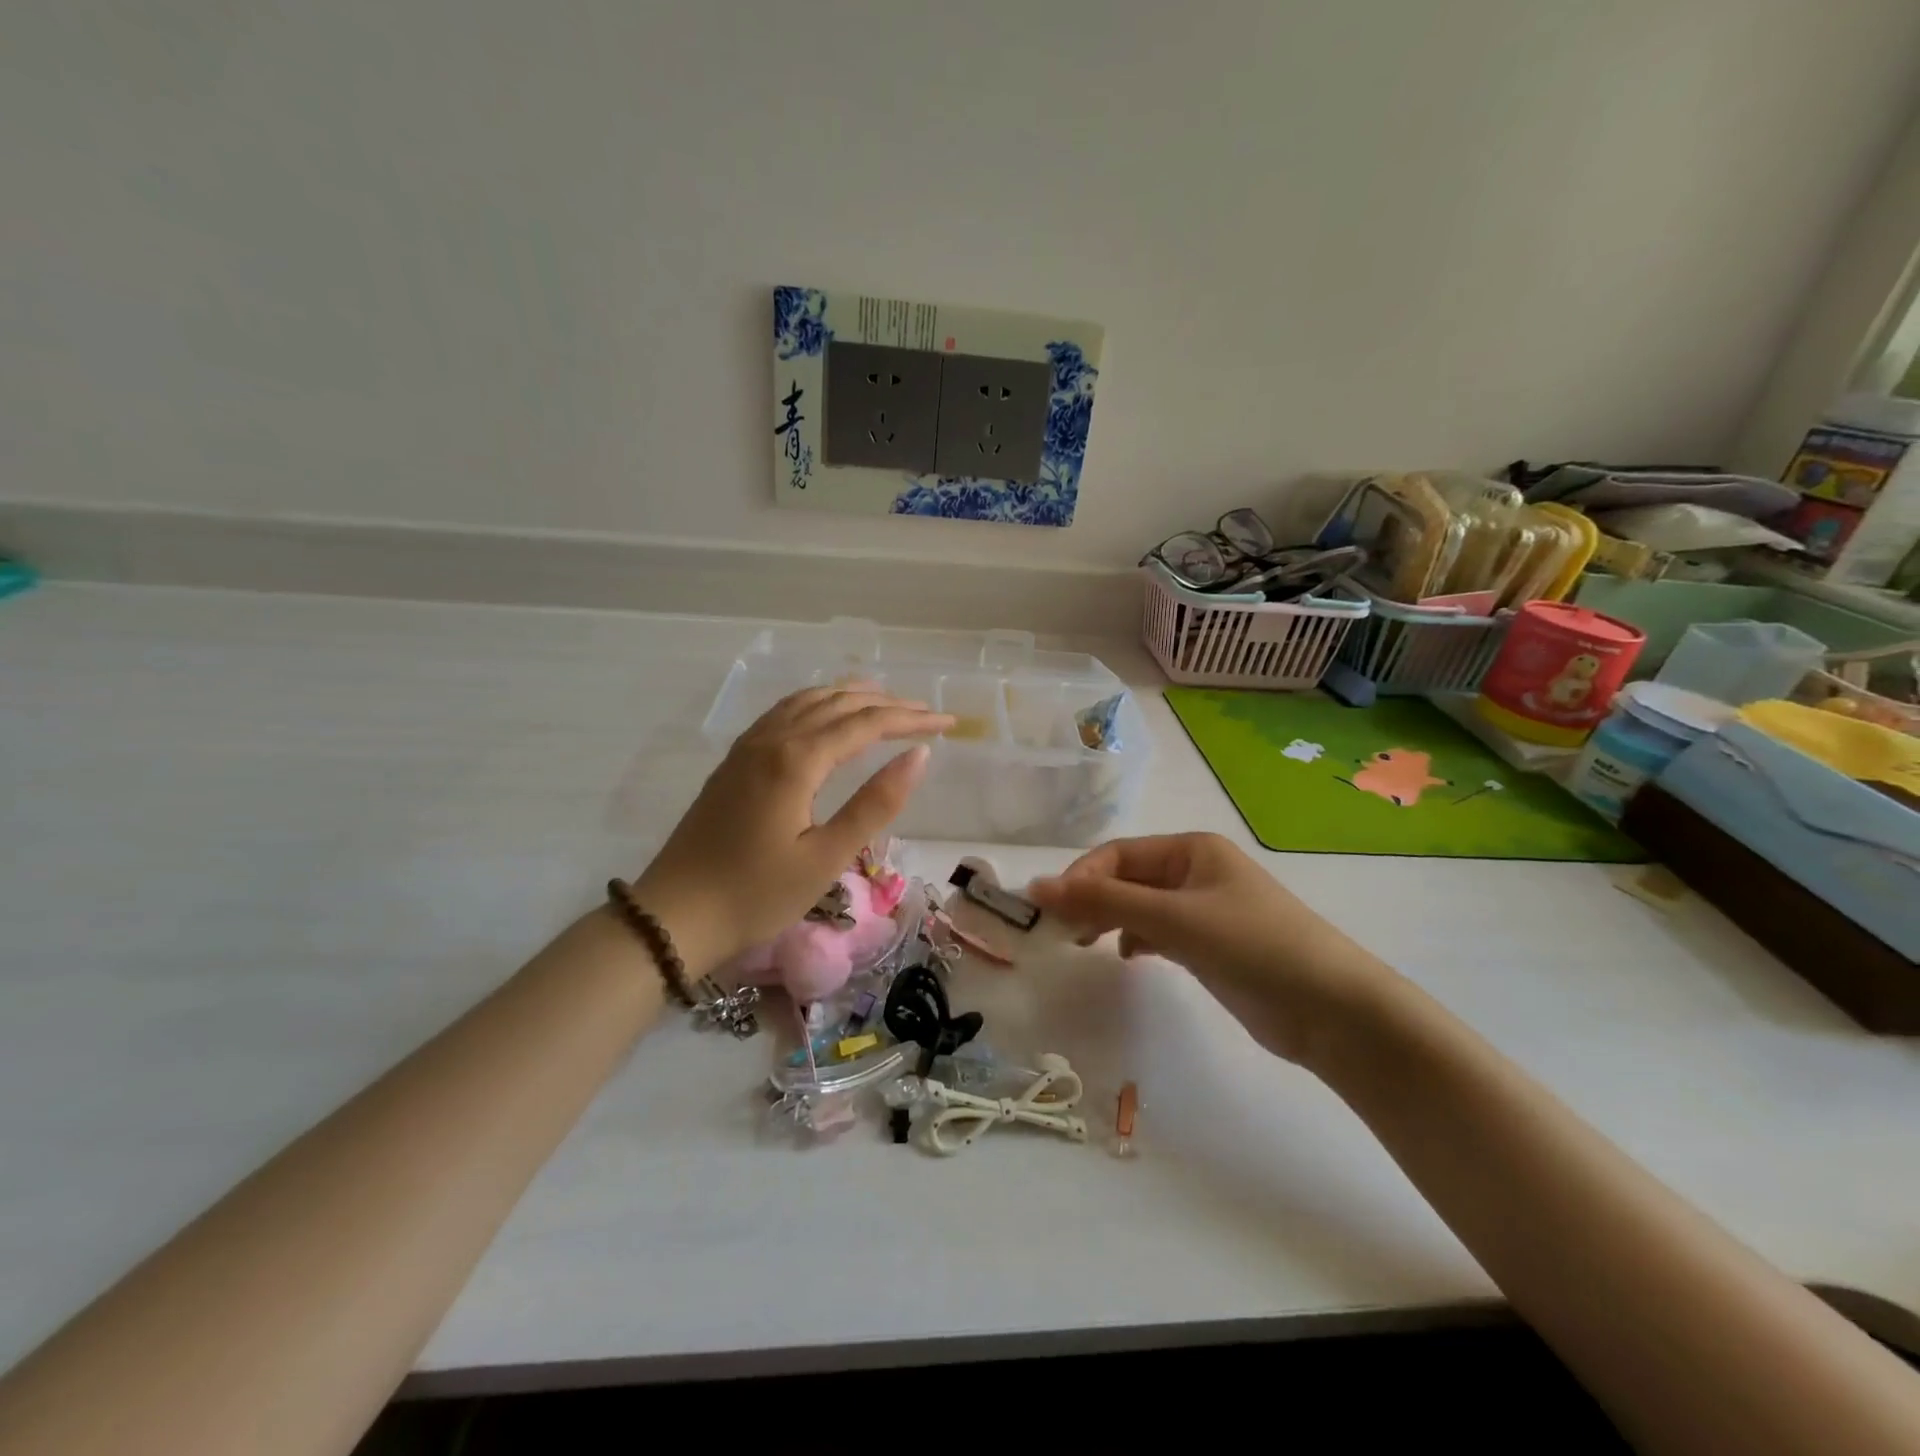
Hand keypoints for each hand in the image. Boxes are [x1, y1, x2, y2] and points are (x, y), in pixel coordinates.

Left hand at [634, 686, 951, 973]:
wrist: (674, 915)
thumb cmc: (756, 894)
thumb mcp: (826, 858)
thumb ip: (875, 804)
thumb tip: (919, 756)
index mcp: (797, 760)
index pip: (866, 724)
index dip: (911, 720)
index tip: (948, 723)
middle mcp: (772, 739)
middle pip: (839, 704)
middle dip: (887, 704)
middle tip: (927, 713)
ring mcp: (748, 747)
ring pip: (808, 701)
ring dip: (851, 696)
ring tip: (885, 700)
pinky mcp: (735, 761)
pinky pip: (785, 712)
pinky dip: (817, 703)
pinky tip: (826, 714)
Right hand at [1027, 833, 1399, 1063]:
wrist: (1331, 1010)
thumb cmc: (1251, 945)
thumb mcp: (1173, 918)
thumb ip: (1104, 901)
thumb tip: (1037, 885)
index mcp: (1191, 848)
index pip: (1118, 854)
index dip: (1081, 878)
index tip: (1050, 911)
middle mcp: (1195, 871)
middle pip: (1127, 878)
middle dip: (1092, 899)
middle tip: (1063, 932)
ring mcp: (1203, 909)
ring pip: (1139, 906)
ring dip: (1110, 919)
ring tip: (1085, 943)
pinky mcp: (1209, 944)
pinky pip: (1158, 931)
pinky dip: (1136, 939)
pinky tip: (1127, 956)